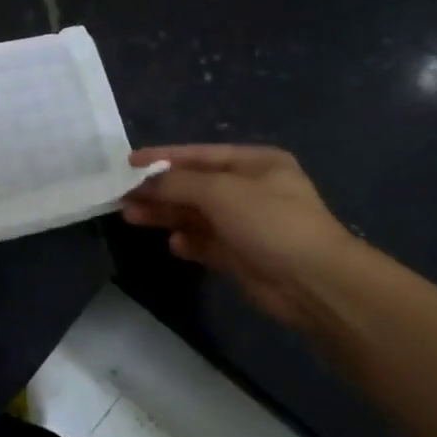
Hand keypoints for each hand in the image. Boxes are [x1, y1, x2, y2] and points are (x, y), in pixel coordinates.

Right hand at [121, 145, 355, 330]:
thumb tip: (144, 182)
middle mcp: (251, 190)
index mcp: (255, 164)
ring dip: (166, 214)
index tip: (128, 162)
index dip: (162, 157)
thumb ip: (177, 183)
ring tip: (131, 217)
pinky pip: (206, 243)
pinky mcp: (242, 256)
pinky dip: (188, 242)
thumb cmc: (269, 222)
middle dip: (159, 190)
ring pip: (196, 215)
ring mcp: (247, 225)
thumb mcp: (220, 191)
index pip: (199, 155)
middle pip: (194, 186)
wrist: (314, 282)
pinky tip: (173, 245)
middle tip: (122, 195)